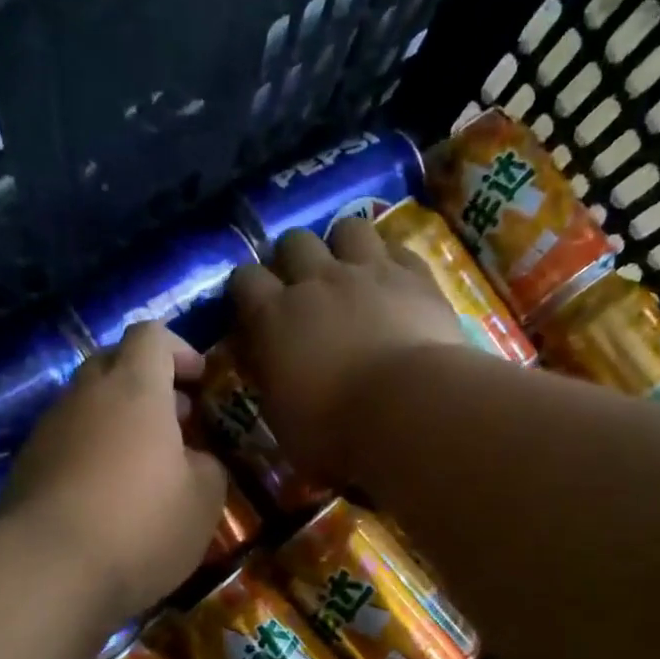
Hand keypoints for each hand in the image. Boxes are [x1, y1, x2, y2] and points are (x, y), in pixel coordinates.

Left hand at [0, 321, 228, 624]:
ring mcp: (49, 430)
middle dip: (147, 383)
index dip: (179, 350)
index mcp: (134, 390)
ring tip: (145, 466)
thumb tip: (193, 460)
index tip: (200, 381)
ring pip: (87, 405)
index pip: (151, 336)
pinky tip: (108, 497)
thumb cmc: (140, 526)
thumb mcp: (203, 501)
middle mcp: (85, 397)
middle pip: (113, 362)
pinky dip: (91, 453)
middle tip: (176, 422)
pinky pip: (67, 442)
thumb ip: (207, 467)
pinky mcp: (26, 467)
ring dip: (118, 421)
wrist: (47, 571)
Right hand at [229, 221, 468, 482]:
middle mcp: (316, 281)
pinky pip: (398, 248)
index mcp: (273, 317)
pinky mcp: (415, 275)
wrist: (408, 410)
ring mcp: (368, 271)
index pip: (244, 280)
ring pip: (348, 227)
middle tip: (303, 288)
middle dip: (293, 258)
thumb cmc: (334, 431)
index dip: (246, 291)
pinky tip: (395, 282)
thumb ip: (272, 382)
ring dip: (344, 245)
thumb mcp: (283, 420)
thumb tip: (269, 368)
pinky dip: (392, 261)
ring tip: (351, 272)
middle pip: (293, 241)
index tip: (254, 311)